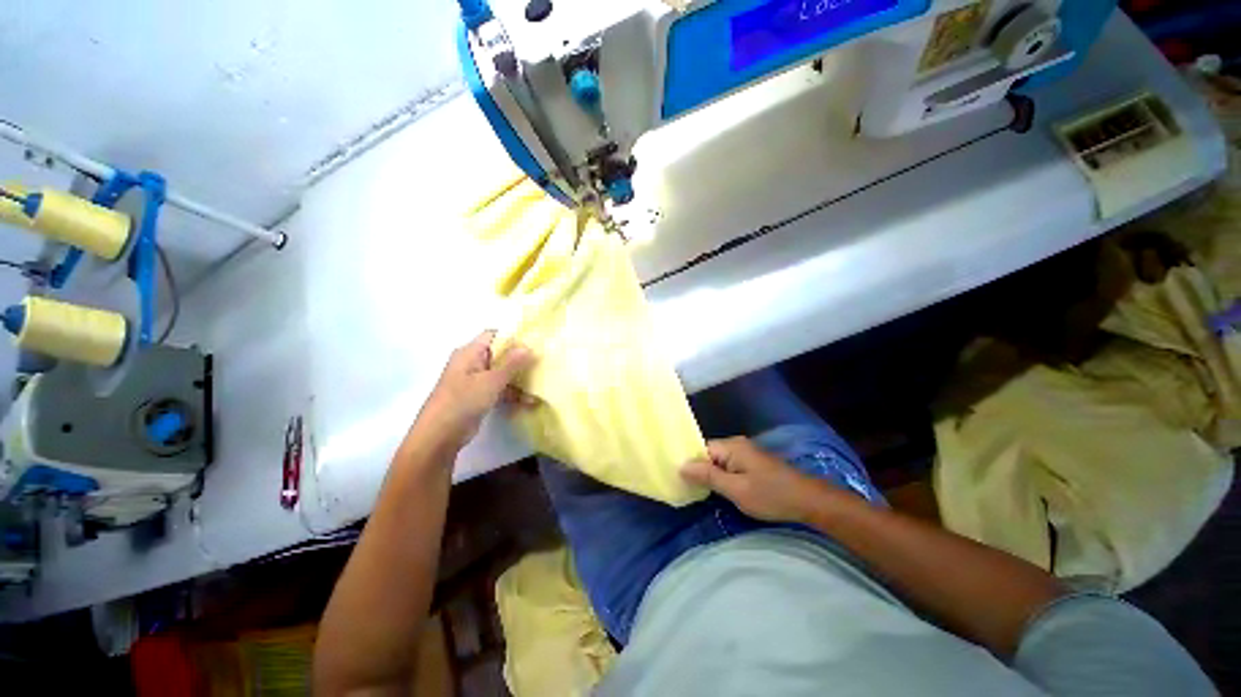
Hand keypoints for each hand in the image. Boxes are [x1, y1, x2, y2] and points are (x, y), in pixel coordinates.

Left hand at [411, 331, 535, 452]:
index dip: (513, 335)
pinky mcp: (478, 397)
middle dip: (520, 358)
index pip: (494, 335)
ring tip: (541, 382)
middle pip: (500, 354)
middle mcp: (472, 363)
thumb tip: (529, 346)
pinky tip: (530, 401)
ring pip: (502, 373)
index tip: (535, 340)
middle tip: (543, 360)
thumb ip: (512, 363)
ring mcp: (475, 381)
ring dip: (519, 378)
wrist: (440, 435)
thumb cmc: (463, 400)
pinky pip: (499, 389)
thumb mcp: (491, 380)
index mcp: (470, 352)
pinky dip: (512, 393)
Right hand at [681, 437, 828, 523]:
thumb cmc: (771, 495)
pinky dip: (723, 477)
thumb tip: (681, 466)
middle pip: (709, 454)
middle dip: (700, 471)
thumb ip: (708, 476)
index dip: (690, 464)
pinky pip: (730, 466)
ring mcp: (746, 453)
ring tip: (701, 492)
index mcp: (731, 446)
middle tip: (689, 490)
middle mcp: (737, 444)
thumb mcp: (736, 489)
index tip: (680, 481)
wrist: (809, 500)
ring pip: (719, 462)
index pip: (700, 449)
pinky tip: (720, 491)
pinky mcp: (753, 463)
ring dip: (712, 476)